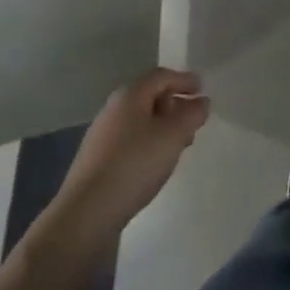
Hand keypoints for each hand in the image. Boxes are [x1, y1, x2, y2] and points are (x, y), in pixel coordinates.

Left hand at [51, 68, 209, 241]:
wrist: (87, 213)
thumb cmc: (135, 164)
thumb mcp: (173, 135)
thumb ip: (192, 114)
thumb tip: (201, 101)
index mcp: (129, 96)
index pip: (161, 76)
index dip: (184, 80)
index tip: (202, 89)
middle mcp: (112, 110)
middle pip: (149, 97)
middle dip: (175, 105)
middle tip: (194, 120)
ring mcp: (102, 136)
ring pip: (140, 121)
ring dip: (163, 127)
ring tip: (180, 144)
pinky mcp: (98, 161)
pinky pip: (131, 141)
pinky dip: (149, 143)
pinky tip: (156, 164)